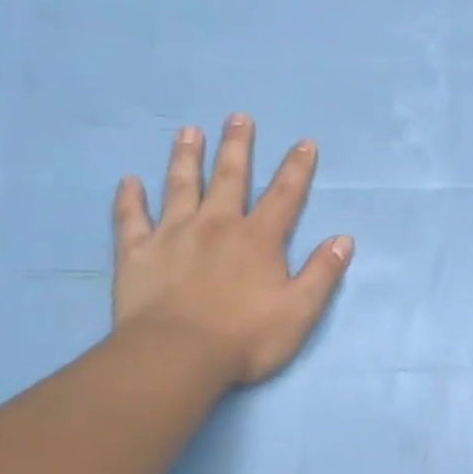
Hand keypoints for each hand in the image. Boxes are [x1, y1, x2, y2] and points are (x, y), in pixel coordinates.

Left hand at [112, 115, 352, 384]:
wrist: (177, 356)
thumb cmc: (245, 337)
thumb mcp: (300, 310)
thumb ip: (322, 273)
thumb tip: (344, 239)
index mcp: (258, 239)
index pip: (284, 195)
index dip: (296, 168)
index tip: (304, 142)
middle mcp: (216, 225)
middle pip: (229, 177)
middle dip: (237, 147)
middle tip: (238, 117)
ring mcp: (172, 235)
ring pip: (180, 186)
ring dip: (186, 157)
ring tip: (188, 131)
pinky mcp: (137, 253)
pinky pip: (131, 218)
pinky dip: (129, 199)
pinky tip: (128, 181)